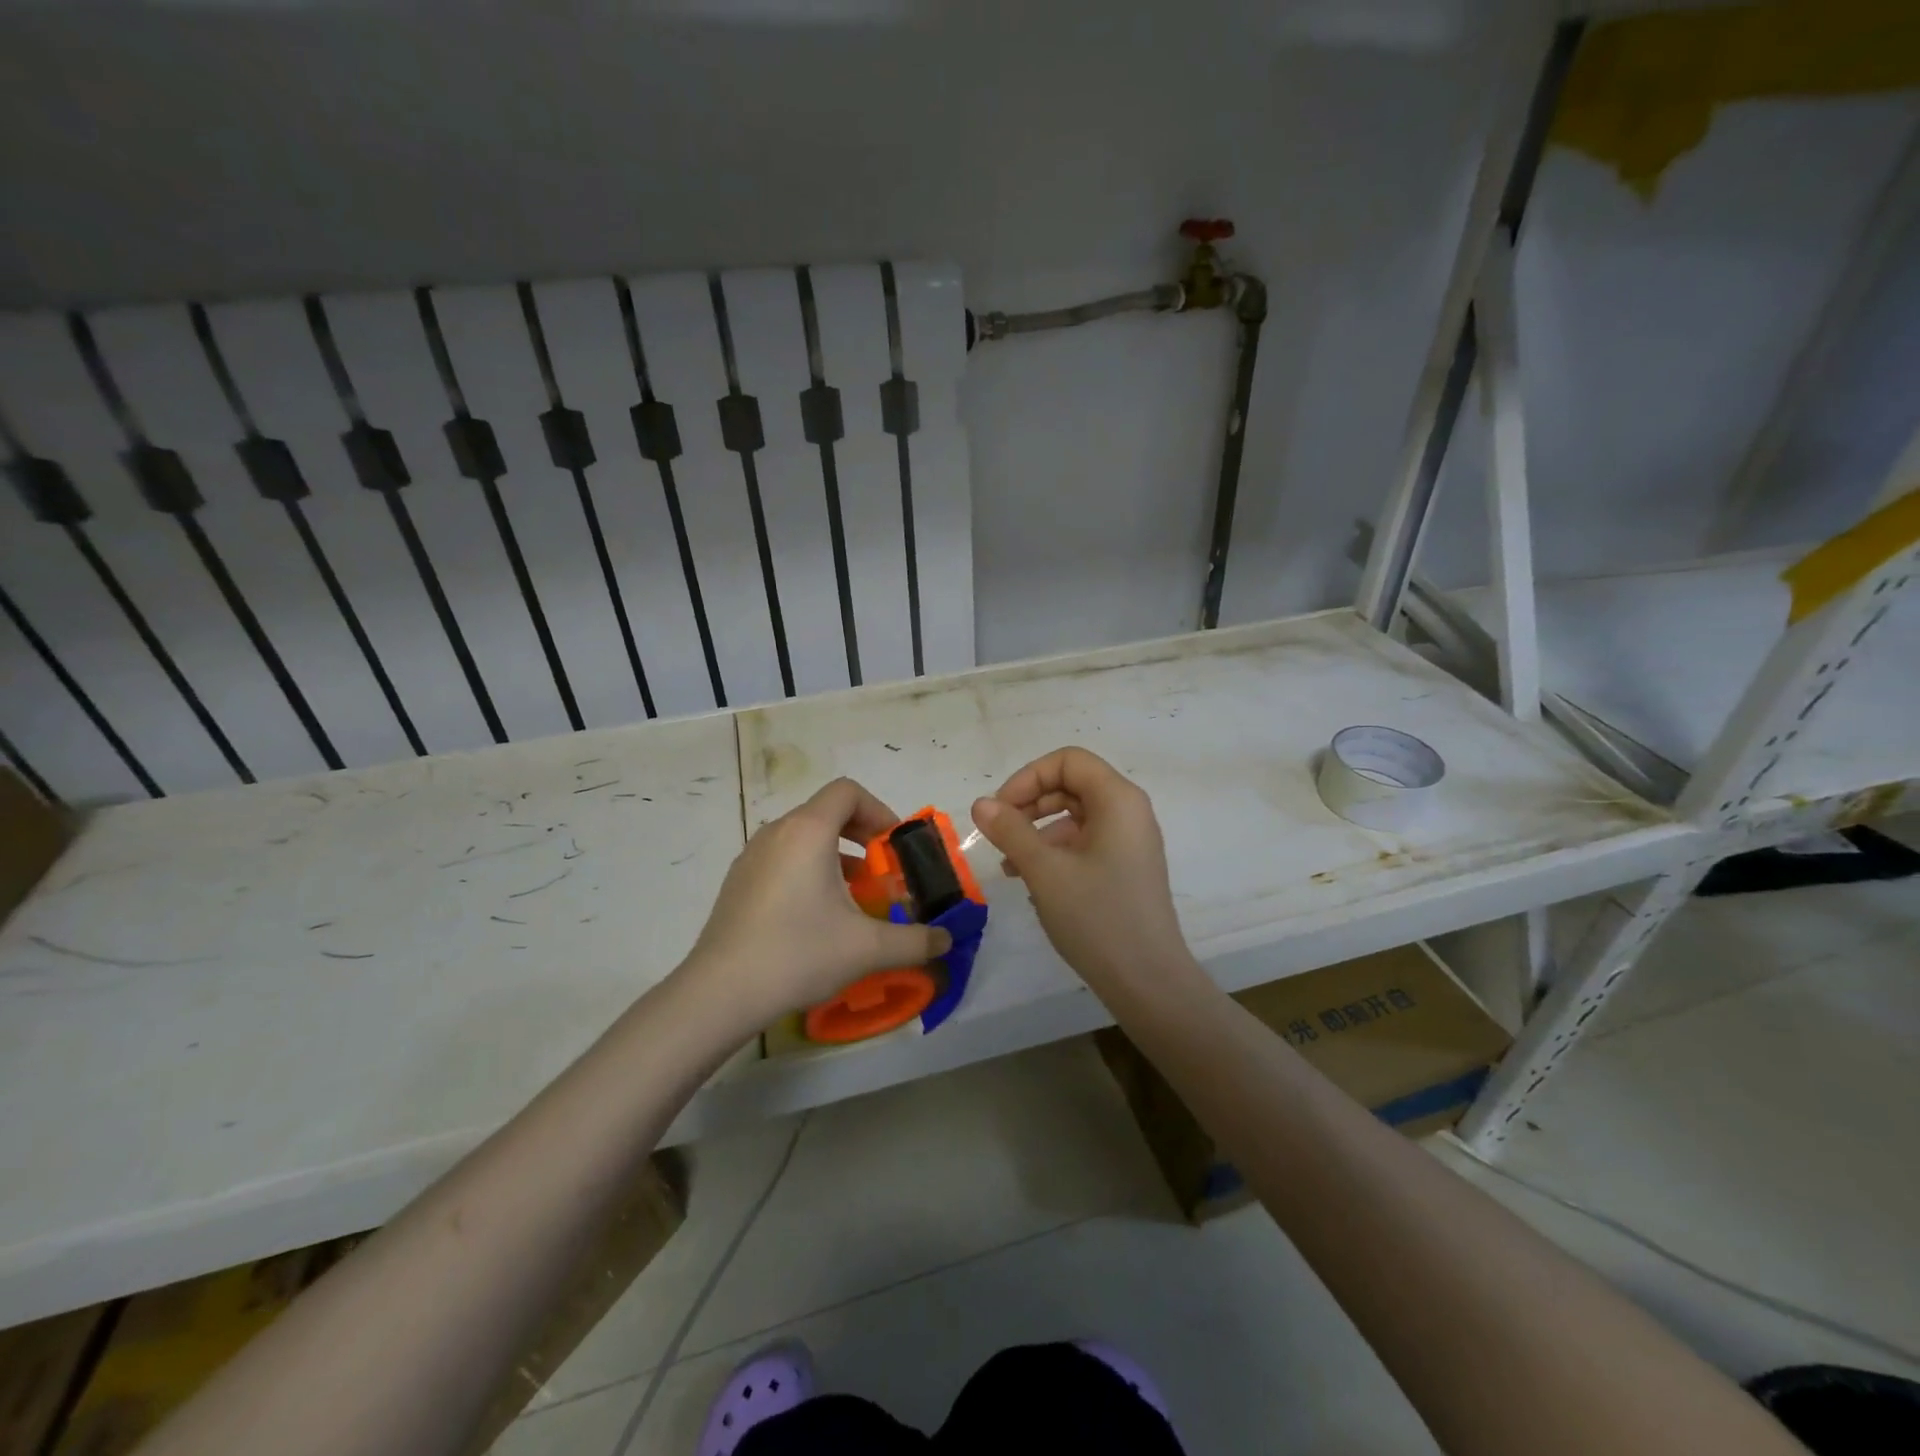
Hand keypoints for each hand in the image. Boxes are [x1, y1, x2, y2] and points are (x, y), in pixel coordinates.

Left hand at [686, 778, 951, 1023]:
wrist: (720, 993)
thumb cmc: (799, 953)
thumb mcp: (867, 948)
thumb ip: (915, 941)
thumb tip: (946, 940)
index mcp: (808, 831)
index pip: (847, 791)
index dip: (879, 810)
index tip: (894, 847)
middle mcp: (777, 833)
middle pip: (826, 812)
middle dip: (862, 836)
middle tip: (882, 872)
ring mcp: (752, 857)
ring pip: (803, 838)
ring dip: (836, 856)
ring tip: (853, 899)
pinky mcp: (738, 883)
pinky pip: (782, 859)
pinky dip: (808, 871)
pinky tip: (815, 918)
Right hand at [970, 747, 1193, 988]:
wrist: (1147, 982)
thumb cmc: (1097, 918)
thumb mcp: (1045, 871)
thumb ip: (1010, 830)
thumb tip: (981, 804)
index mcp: (1118, 799)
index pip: (1067, 761)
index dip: (1027, 777)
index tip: (999, 810)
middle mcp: (1129, 811)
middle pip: (1071, 785)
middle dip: (1030, 803)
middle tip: (998, 834)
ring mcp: (1130, 840)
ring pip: (1075, 816)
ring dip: (1037, 831)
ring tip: (1009, 866)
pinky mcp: (1126, 867)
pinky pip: (1085, 842)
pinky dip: (1055, 851)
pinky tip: (1032, 881)